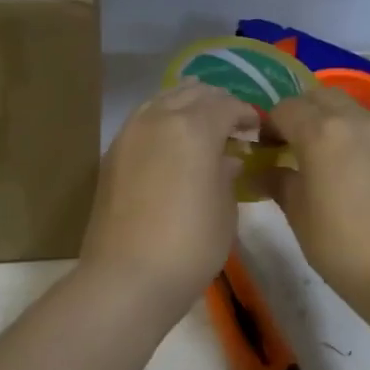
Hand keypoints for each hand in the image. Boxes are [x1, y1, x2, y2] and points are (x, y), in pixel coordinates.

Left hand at [78, 81, 259, 312]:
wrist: (128, 277)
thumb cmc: (190, 245)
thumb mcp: (225, 210)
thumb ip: (227, 174)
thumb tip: (226, 159)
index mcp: (193, 127)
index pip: (227, 105)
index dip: (246, 114)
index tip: (256, 130)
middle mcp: (158, 119)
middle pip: (191, 92)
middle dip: (216, 103)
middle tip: (232, 126)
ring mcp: (129, 134)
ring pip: (161, 100)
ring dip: (186, 107)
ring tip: (201, 131)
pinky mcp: (112, 154)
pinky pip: (142, 121)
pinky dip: (162, 122)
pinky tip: (173, 146)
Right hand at [264, 86, 369, 311]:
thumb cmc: (341, 246)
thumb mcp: (298, 215)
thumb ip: (278, 182)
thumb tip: (263, 171)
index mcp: (322, 133)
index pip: (286, 109)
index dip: (270, 125)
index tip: (266, 149)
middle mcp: (358, 120)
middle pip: (321, 97)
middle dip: (302, 113)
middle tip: (293, 145)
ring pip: (352, 110)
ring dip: (333, 122)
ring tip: (328, 159)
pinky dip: (359, 138)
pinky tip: (359, 172)